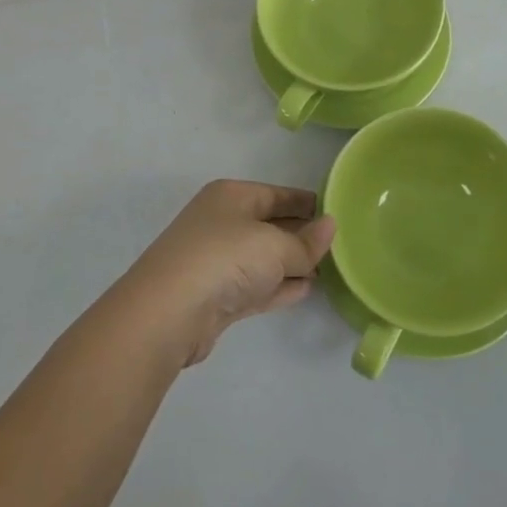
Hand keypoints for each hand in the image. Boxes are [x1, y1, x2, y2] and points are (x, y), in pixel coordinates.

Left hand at [113, 181, 335, 368]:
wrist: (169, 313)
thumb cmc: (225, 259)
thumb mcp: (274, 246)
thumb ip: (306, 242)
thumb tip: (331, 226)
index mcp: (232, 196)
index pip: (277, 194)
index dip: (306, 202)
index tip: (336, 211)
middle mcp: (222, 222)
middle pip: (270, 225)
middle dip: (301, 234)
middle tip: (338, 244)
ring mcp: (217, 261)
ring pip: (264, 258)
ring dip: (292, 263)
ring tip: (327, 268)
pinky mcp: (217, 297)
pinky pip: (257, 285)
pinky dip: (280, 286)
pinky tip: (306, 290)